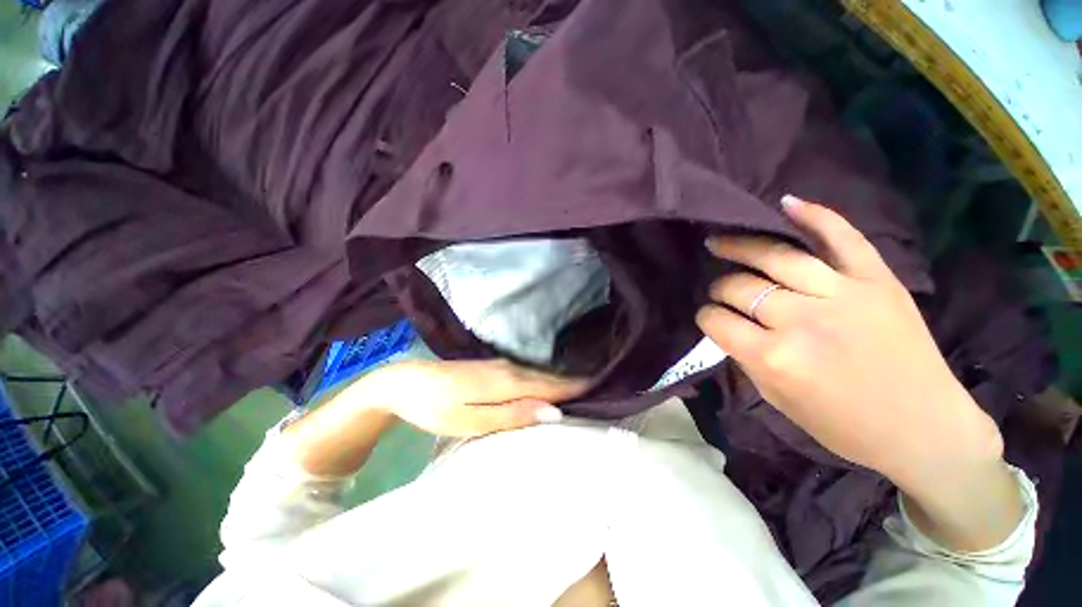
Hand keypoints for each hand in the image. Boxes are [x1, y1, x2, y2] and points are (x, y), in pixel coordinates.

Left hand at [365, 360, 586, 437]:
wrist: (406, 383)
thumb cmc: (436, 408)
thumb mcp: (471, 421)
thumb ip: (513, 415)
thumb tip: (553, 412)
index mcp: (508, 382)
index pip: (553, 385)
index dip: (577, 387)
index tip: (603, 388)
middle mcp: (510, 369)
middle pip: (549, 378)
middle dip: (574, 384)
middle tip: (601, 390)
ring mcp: (501, 365)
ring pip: (539, 374)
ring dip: (560, 382)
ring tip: (583, 389)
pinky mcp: (493, 367)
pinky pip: (527, 373)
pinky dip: (543, 380)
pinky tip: (549, 385)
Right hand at [696, 197, 1007, 498]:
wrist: (925, 429)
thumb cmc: (844, 426)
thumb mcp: (777, 399)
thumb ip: (747, 358)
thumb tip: (727, 326)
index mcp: (774, 358)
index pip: (717, 321)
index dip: (706, 317)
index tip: (709, 318)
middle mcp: (802, 320)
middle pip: (739, 287)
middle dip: (720, 288)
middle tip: (720, 290)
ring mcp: (843, 294)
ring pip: (776, 257)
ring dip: (740, 247)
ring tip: (721, 242)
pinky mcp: (877, 280)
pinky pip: (842, 237)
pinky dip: (814, 216)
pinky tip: (785, 204)